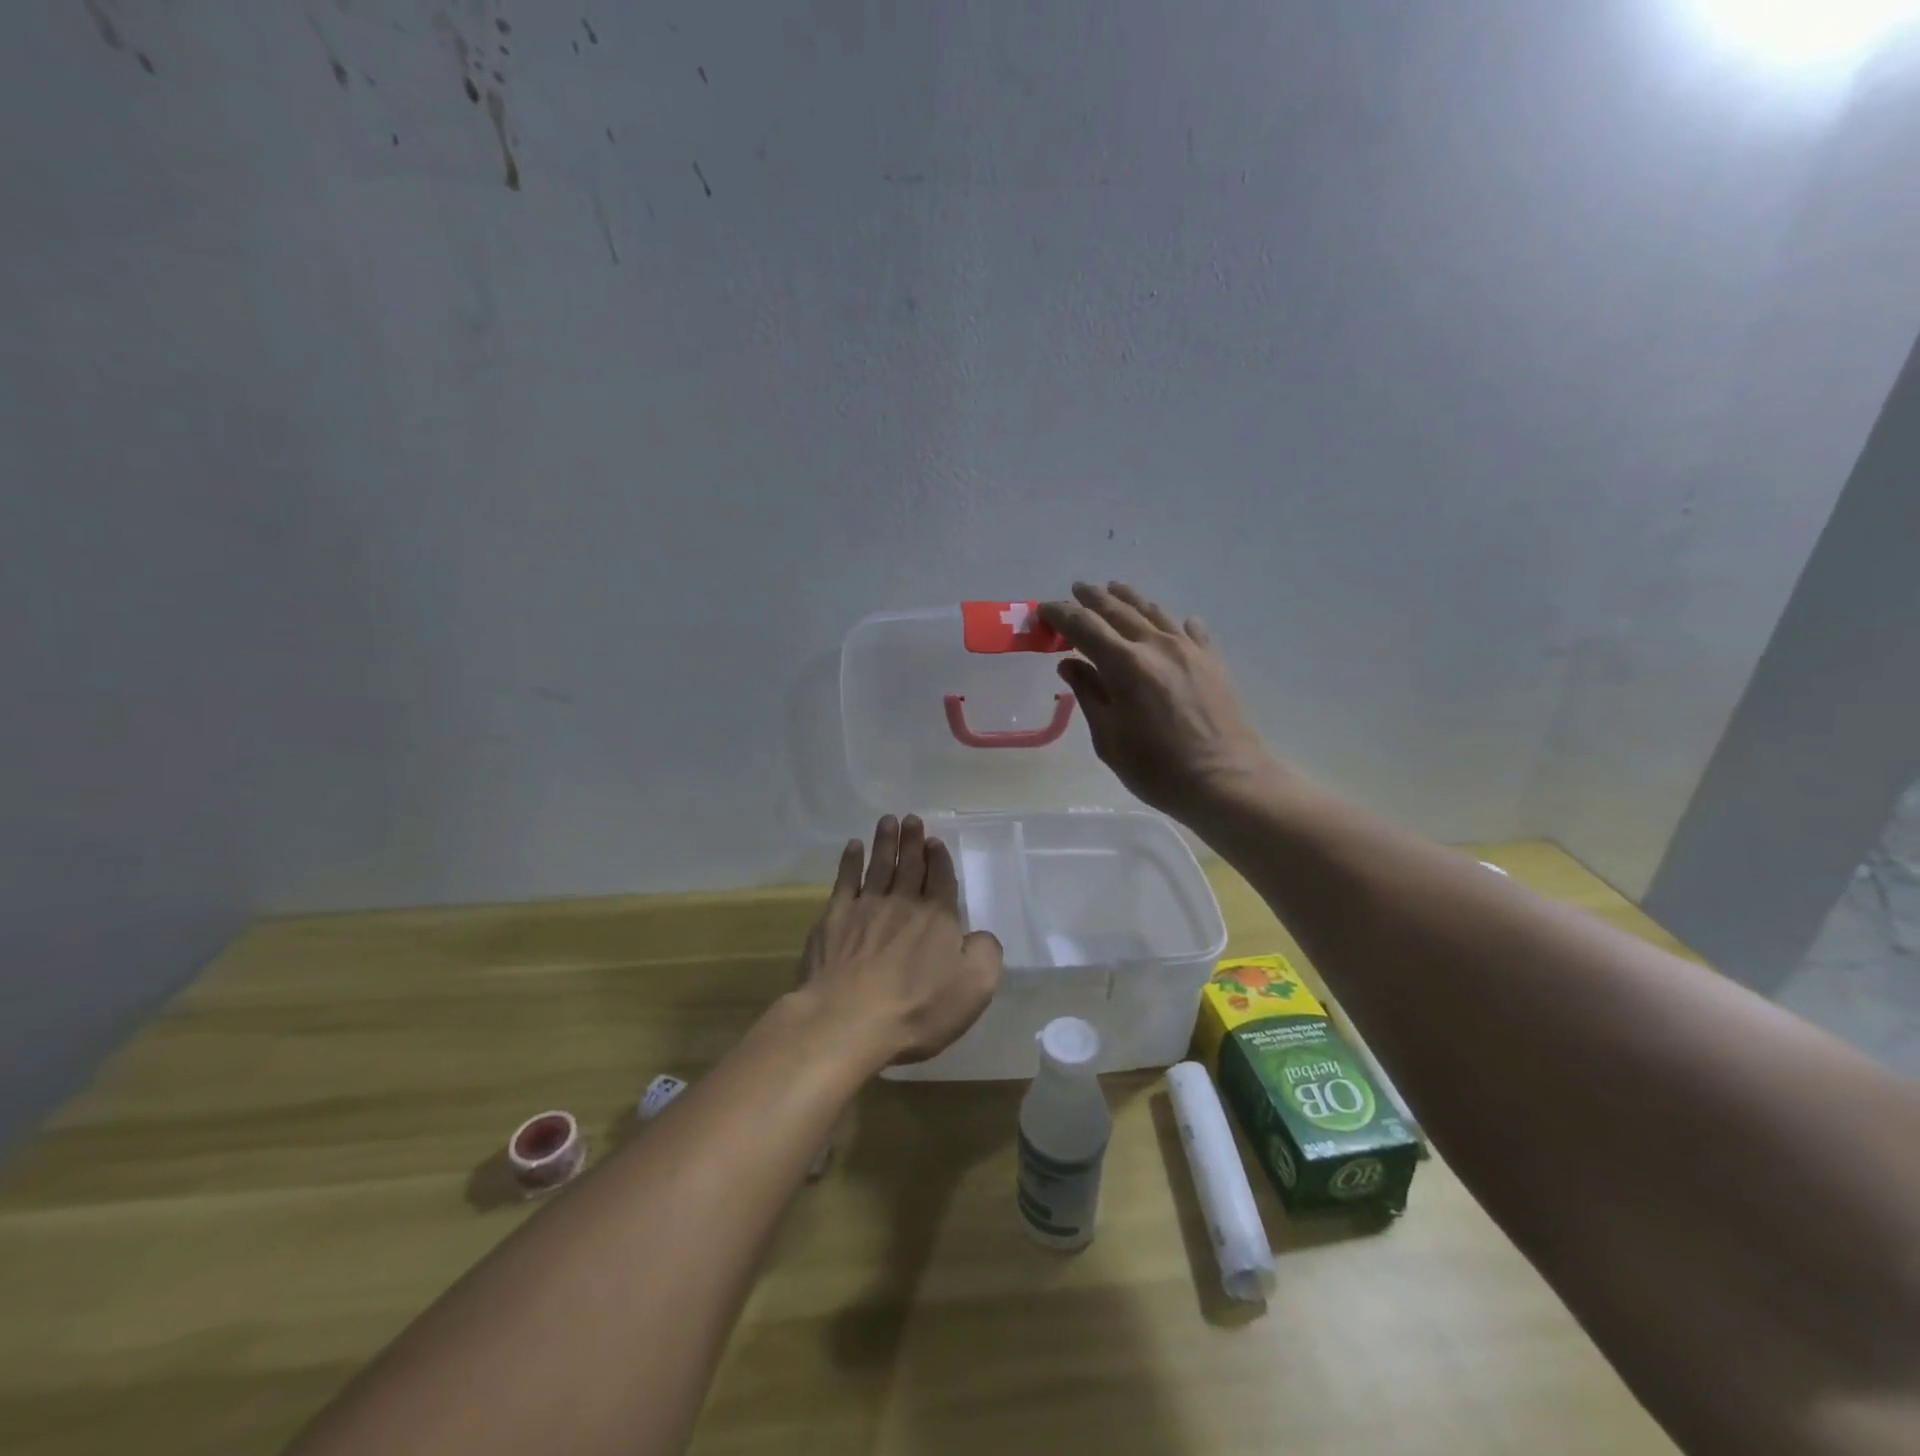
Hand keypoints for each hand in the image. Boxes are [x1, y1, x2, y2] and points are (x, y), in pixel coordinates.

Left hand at [794, 815, 1003, 1066]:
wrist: (848, 1020)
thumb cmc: (918, 1008)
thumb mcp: (975, 987)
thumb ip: (986, 953)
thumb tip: (980, 935)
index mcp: (938, 917)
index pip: (941, 878)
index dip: (938, 858)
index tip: (934, 840)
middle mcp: (903, 903)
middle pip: (910, 865)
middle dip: (912, 840)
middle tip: (911, 818)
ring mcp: (866, 907)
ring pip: (879, 865)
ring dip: (885, 842)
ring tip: (888, 821)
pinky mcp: (833, 918)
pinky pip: (845, 880)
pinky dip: (850, 861)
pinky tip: (853, 847)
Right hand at [1041, 582, 1278, 819]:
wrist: (1226, 781)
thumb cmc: (1157, 768)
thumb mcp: (1109, 738)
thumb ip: (1089, 694)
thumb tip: (1069, 664)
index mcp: (1125, 664)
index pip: (1084, 626)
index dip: (1061, 615)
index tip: (1044, 610)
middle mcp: (1156, 645)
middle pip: (1118, 610)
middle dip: (1093, 598)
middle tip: (1076, 589)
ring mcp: (1189, 650)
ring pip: (1154, 611)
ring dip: (1129, 598)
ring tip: (1115, 589)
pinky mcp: (1213, 661)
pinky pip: (1190, 630)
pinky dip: (1174, 622)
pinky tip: (1176, 623)